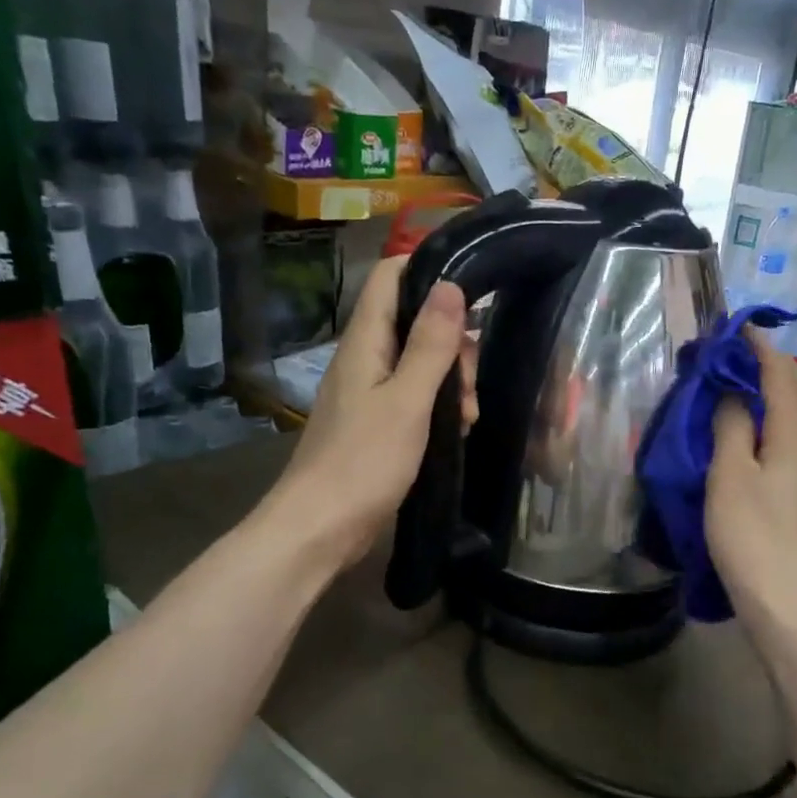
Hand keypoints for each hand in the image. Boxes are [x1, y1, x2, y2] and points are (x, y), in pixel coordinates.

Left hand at [270, 256, 476, 567]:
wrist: (321, 528)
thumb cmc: (363, 462)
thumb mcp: (408, 401)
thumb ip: (431, 345)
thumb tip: (451, 284)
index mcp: (366, 342)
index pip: (392, 276)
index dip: (430, 269)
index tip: (475, 289)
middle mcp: (365, 358)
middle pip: (416, 322)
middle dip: (454, 344)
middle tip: (471, 384)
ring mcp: (370, 392)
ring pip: (421, 363)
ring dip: (452, 381)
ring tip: (468, 417)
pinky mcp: (377, 423)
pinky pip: (416, 397)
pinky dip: (440, 407)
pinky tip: (457, 431)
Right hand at [705, 330, 796, 629]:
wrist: (785, 598)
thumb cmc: (750, 535)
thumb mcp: (729, 476)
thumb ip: (731, 427)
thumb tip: (732, 391)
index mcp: (793, 437)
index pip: (781, 377)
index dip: (760, 349)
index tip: (735, 329)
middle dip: (775, 363)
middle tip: (740, 352)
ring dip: (780, 388)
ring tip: (747, 381)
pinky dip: (780, 414)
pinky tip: (760, 426)